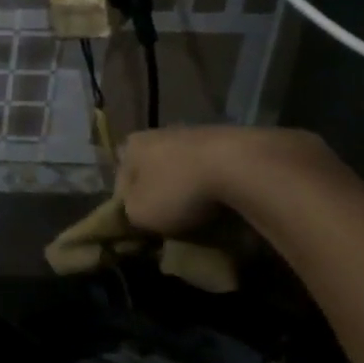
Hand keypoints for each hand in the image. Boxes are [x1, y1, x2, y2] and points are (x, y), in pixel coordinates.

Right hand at [117, 125, 336, 236]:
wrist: (242, 165)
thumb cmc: (178, 189)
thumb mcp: (140, 213)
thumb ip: (130, 213)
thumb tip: (136, 213)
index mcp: (131, 146)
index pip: (121, 182)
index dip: (130, 207)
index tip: (145, 229)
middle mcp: (158, 133)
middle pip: (153, 172)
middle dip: (161, 195)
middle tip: (172, 223)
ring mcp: (195, 134)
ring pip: (184, 169)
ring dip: (189, 190)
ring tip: (203, 217)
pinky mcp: (229, 140)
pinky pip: (213, 169)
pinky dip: (216, 186)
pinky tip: (227, 204)